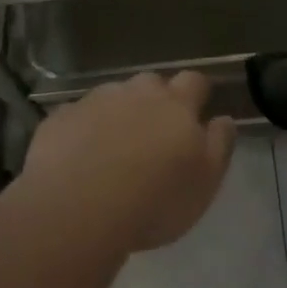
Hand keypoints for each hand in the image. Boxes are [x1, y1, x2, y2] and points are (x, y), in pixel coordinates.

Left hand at [16, 71, 235, 254]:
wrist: (78, 206)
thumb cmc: (154, 199)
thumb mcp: (205, 182)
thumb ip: (219, 145)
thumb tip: (224, 118)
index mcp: (176, 104)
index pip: (194, 81)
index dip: (197, 92)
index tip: (198, 107)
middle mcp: (137, 92)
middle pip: (151, 84)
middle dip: (155, 100)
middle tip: (154, 132)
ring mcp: (96, 100)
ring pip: (113, 96)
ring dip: (118, 113)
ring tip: (114, 147)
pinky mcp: (62, 117)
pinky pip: (77, 116)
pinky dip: (83, 129)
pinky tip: (79, 156)